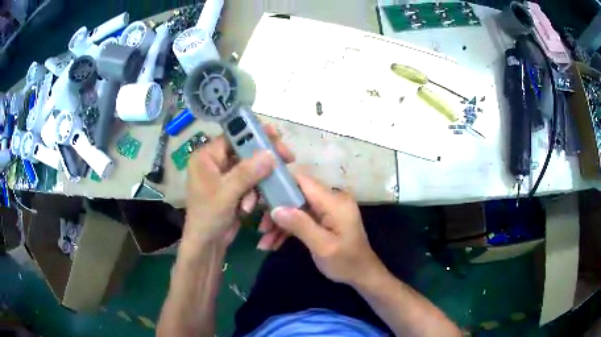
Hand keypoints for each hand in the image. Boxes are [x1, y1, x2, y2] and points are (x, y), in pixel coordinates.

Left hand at [183, 125, 293, 249]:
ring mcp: (225, 177)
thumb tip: (270, 153)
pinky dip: (253, 194)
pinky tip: (247, 208)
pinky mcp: (234, 190)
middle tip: (286, 158)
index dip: (254, 134)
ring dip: (256, 185)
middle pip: (245, 152)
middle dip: (261, 161)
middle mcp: (215, 163)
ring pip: (251, 169)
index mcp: (206, 157)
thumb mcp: (226, 193)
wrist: (207, 245)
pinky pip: (250, 183)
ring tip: (250, 203)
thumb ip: (247, 172)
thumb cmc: (208, 216)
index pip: (233, 136)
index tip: (276, 135)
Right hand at [271, 174, 384, 285]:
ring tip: (264, 243)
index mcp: (334, 202)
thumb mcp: (323, 246)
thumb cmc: (346, 262)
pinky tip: (273, 244)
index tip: (260, 193)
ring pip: (295, 208)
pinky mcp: (323, 219)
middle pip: (296, 195)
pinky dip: (287, 230)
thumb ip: (301, 225)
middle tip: (261, 228)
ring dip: (279, 223)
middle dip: (276, 210)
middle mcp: (331, 200)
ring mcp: (327, 210)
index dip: (281, 182)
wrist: (362, 274)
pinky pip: (301, 218)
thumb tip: (275, 208)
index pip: (303, 180)